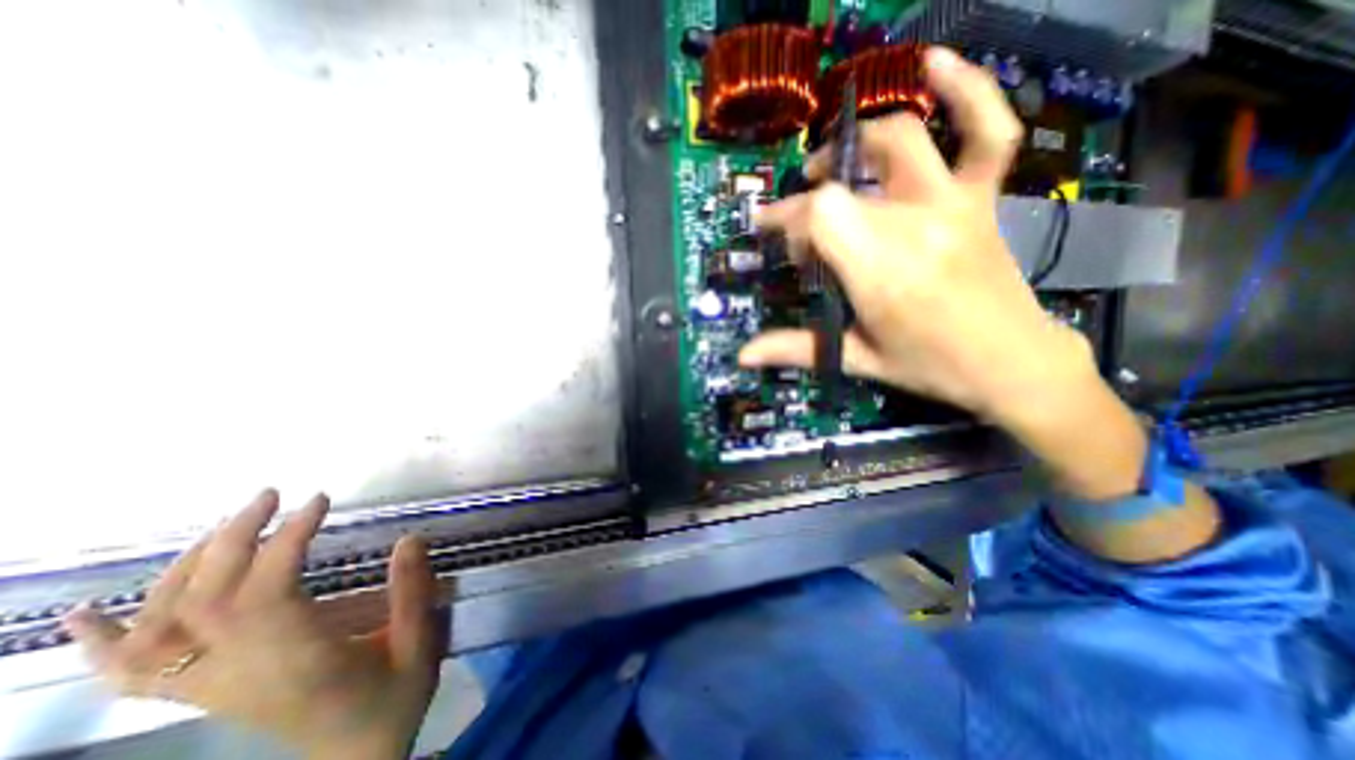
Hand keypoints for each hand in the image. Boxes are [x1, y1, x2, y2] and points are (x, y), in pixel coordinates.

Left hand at [63, 489, 446, 755]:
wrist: (356, 756)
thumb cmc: (393, 698)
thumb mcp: (419, 643)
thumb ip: (413, 592)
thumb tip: (408, 539)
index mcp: (299, 662)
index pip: (266, 593)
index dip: (285, 540)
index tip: (318, 501)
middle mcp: (241, 675)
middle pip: (204, 603)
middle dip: (233, 538)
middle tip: (271, 495)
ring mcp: (212, 688)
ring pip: (161, 629)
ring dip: (185, 568)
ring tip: (228, 525)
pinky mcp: (206, 693)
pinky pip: (131, 673)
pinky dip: (103, 642)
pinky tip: (92, 612)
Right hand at [740, 46, 1099, 421]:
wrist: (1012, 364)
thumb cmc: (928, 366)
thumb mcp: (856, 359)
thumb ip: (795, 349)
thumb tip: (742, 355)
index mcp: (880, 272)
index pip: (818, 216)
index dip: (785, 218)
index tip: (771, 233)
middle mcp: (914, 227)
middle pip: (843, 187)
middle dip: (808, 202)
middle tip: (799, 223)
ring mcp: (954, 205)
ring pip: (901, 142)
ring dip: (856, 146)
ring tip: (832, 165)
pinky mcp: (982, 199)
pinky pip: (988, 131)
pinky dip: (969, 90)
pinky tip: (935, 65)